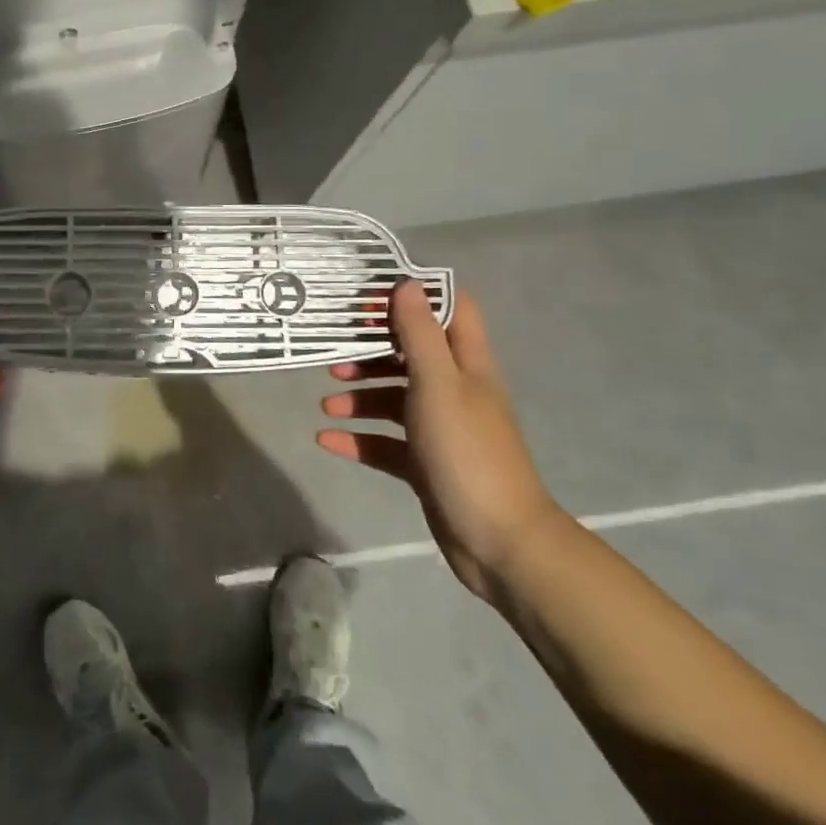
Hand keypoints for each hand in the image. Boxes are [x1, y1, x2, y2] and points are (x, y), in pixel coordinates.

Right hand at [319, 282, 561, 601]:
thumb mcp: (438, 384)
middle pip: (411, 355)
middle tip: (334, 351)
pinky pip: (385, 442)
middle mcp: (455, 391)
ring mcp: (440, 429)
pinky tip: (327, 440)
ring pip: (394, 399)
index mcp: (466, 365)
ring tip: (326, 404)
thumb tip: (406, 283)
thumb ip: (420, 334)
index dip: (414, 297)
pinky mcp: (425, 464)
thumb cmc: (467, 451)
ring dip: (359, 396)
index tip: (370, 297)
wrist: (499, 541)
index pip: (450, 311)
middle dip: (372, 351)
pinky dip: (358, 439)